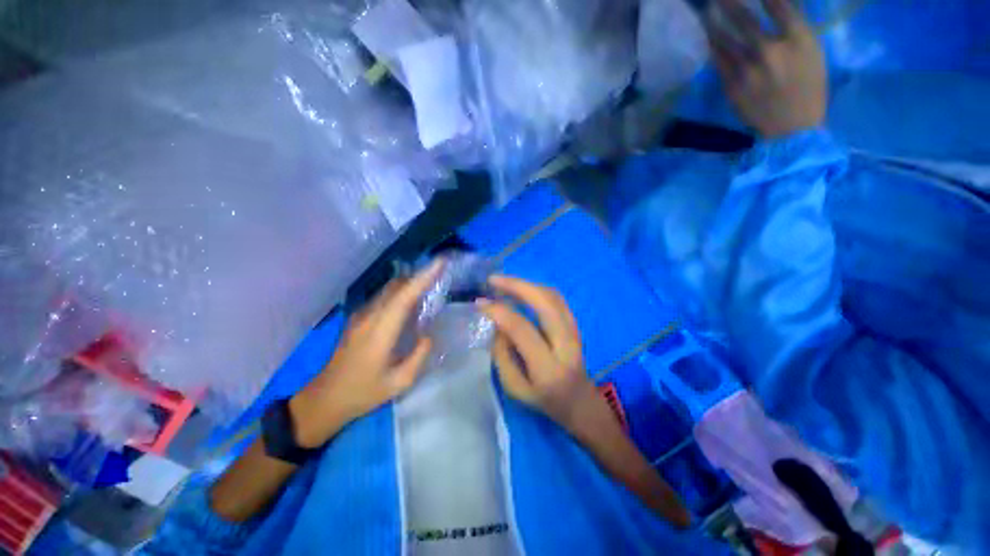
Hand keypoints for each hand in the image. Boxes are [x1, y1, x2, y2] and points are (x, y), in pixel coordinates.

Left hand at [289, 260, 444, 447]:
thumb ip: (419, 355)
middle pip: (396, 286)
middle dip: (419, 276)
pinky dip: (400, 293)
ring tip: (429, 287)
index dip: (423, 277)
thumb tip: (428, 334)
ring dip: (410, 284)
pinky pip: (383, 298)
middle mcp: (369, 317)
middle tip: (440, 275)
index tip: (440, 262)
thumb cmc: (363, 393)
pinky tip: (409, 305)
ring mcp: (360, 316)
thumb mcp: (399, 382)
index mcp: (380, 331)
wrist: (324, 399)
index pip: (405, 296)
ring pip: (388, 289)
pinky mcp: (357, 319)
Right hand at [478, 276, 602, 433]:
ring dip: (526, 284)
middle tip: (493, 280)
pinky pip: (556, 298)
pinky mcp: (575, 323)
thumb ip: (502, 356)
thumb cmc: (544, 400)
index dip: (499, 311)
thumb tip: (496, 323)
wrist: (580, 401)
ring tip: (504, 282)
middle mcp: (566, 343)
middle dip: (516, 285)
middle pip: (545, 302)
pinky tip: (522, 288)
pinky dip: (537, 288)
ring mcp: (574, 330)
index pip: (522, 329)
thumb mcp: (515, 388)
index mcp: (548, 367)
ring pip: (552, 295)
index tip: (480, 303)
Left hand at [705, 0, 826, 137]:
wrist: (791, 127)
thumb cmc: (807, 86)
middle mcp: (770, 51)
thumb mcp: (812, 51)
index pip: (776, 4)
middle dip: (728, 3)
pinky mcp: (731, 86)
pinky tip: (709, 36)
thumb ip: (793, 26)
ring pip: (724, 40)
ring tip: (707, 11)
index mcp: (798, 39)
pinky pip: (718, 60)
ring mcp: (747, 70)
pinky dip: (713, 46)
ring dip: (713, 22)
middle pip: (743, 19)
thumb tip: (771, 5)